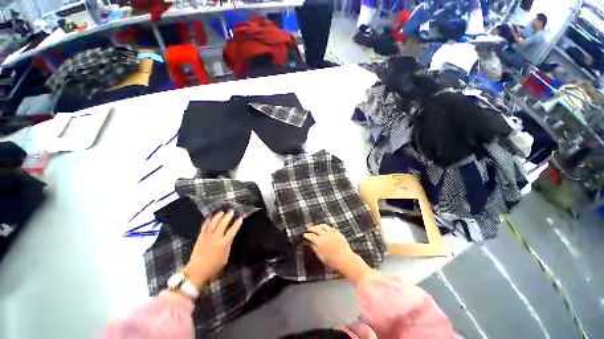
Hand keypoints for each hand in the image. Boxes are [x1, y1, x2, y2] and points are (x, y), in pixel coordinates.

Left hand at [183, 211, 241, 287]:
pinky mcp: (200, 237)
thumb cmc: (214, 266)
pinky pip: (204, 227)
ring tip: (221, 212)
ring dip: (218, 216)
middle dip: (228, 216)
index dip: (237, 224)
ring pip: (213, 223)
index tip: (240, 218)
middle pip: (223, 223)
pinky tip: (209, 219)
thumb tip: (229, 238)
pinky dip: (208, 222)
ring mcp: (207, 236)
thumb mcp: (225, 257)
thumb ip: (228, 246)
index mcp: (224, 242)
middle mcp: (216, 237)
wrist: (197, 270)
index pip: (233, 230)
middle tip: (231, 212)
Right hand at [304, 225, 373, 283]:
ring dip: (319, 225)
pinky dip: (327, 227)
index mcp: (319, 241)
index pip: (311, 236)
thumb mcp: (321, 256)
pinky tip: (326, 227)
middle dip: (312, 228)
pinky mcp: (338, 233)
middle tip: (309, 228)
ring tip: (317, 226)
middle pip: (316, 228)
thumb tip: (311, 243)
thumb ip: (315, 248)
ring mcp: (332, 233)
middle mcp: (325, 235)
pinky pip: (331, 227)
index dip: (307, 235)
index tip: (304, 234)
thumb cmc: (332, 261)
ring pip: (324, 226)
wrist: (345, 259)